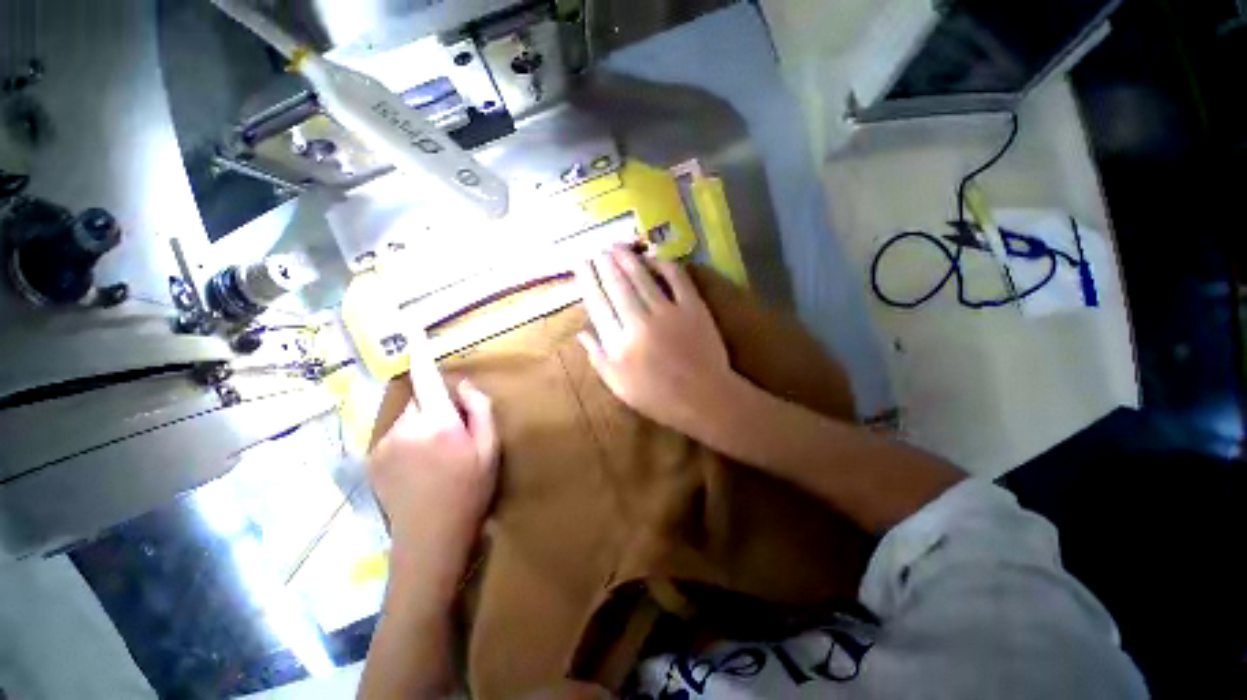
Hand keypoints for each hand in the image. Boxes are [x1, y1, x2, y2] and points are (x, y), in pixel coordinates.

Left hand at [368, 375, 498, 573]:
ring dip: (423, 425)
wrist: (430, 538)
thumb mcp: (490, 450)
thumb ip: (480, 411)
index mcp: (438, 425)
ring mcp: (384, 444)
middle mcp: (405, 428)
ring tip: (437, 455)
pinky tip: (419, 466)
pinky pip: (396, 435)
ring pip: (408, 418)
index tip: (414, 333)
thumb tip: (463, 386)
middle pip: (421, 401)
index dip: (423, 356)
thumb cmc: (470, 491)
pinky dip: (409, 439)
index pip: (428, 381)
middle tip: (455, 435)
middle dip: (437, 408)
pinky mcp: (372, 459)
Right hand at [575, 247, 742, 436]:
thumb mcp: (619, 386)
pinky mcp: (693, 307)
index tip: (580, 264)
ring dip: (628, 258)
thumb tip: (581, 332)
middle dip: (604, 264)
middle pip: (617, 285)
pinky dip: (664, 264)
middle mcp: (639, 322)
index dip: (587, 281)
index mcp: (619, 343)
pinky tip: (653, 256)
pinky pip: (677, 279)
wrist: (704, 398)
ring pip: (642, 277)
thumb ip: (598, 358)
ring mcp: (668, 312)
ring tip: (616, 245)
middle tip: (596, 249)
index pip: (598, 304)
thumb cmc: (658, 397)